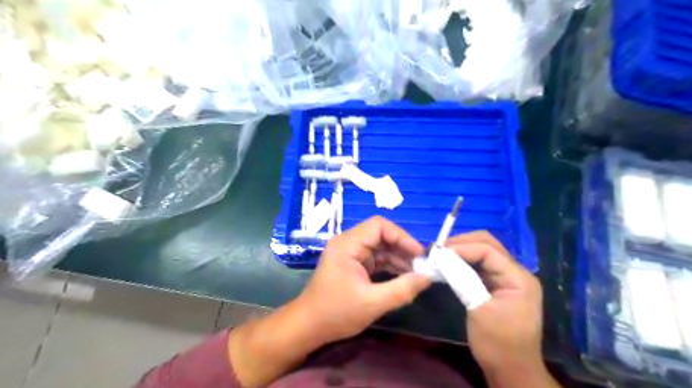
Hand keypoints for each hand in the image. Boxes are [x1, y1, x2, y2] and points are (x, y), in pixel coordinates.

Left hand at [295, 217, 429, 344]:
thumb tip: (428, 277)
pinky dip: (390, 266)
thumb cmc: (336, 313)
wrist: (309, 327)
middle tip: (422, 265)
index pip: (379, 226)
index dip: (401, 236)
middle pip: (381, 235)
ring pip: (380, 248)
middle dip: (402, 248)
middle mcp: (348, 244)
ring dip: (399, 258)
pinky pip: (376, 259)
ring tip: (418, 273)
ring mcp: (351, 254)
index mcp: (347, 245)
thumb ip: (402, 289)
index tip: (419, 254)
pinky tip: (405, 277)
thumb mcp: (372, 303)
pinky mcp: (353, 265)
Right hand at [446, 232, 542, 373]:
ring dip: (461, 252)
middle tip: (437, 250)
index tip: (437, 252)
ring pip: (482, 253)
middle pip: (487, 245)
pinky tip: (448, 265)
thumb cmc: (498, 344)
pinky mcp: (497, 286)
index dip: (462, 247)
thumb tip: (440, 256)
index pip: (488, 250)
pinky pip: (479, 266)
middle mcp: (515, 273)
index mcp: (518, 278)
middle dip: (461, 244)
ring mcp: (507, 279)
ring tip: (439, 256)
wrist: (512, 372)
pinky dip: (463, 263)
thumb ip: (461, 279)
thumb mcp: (478, 310)